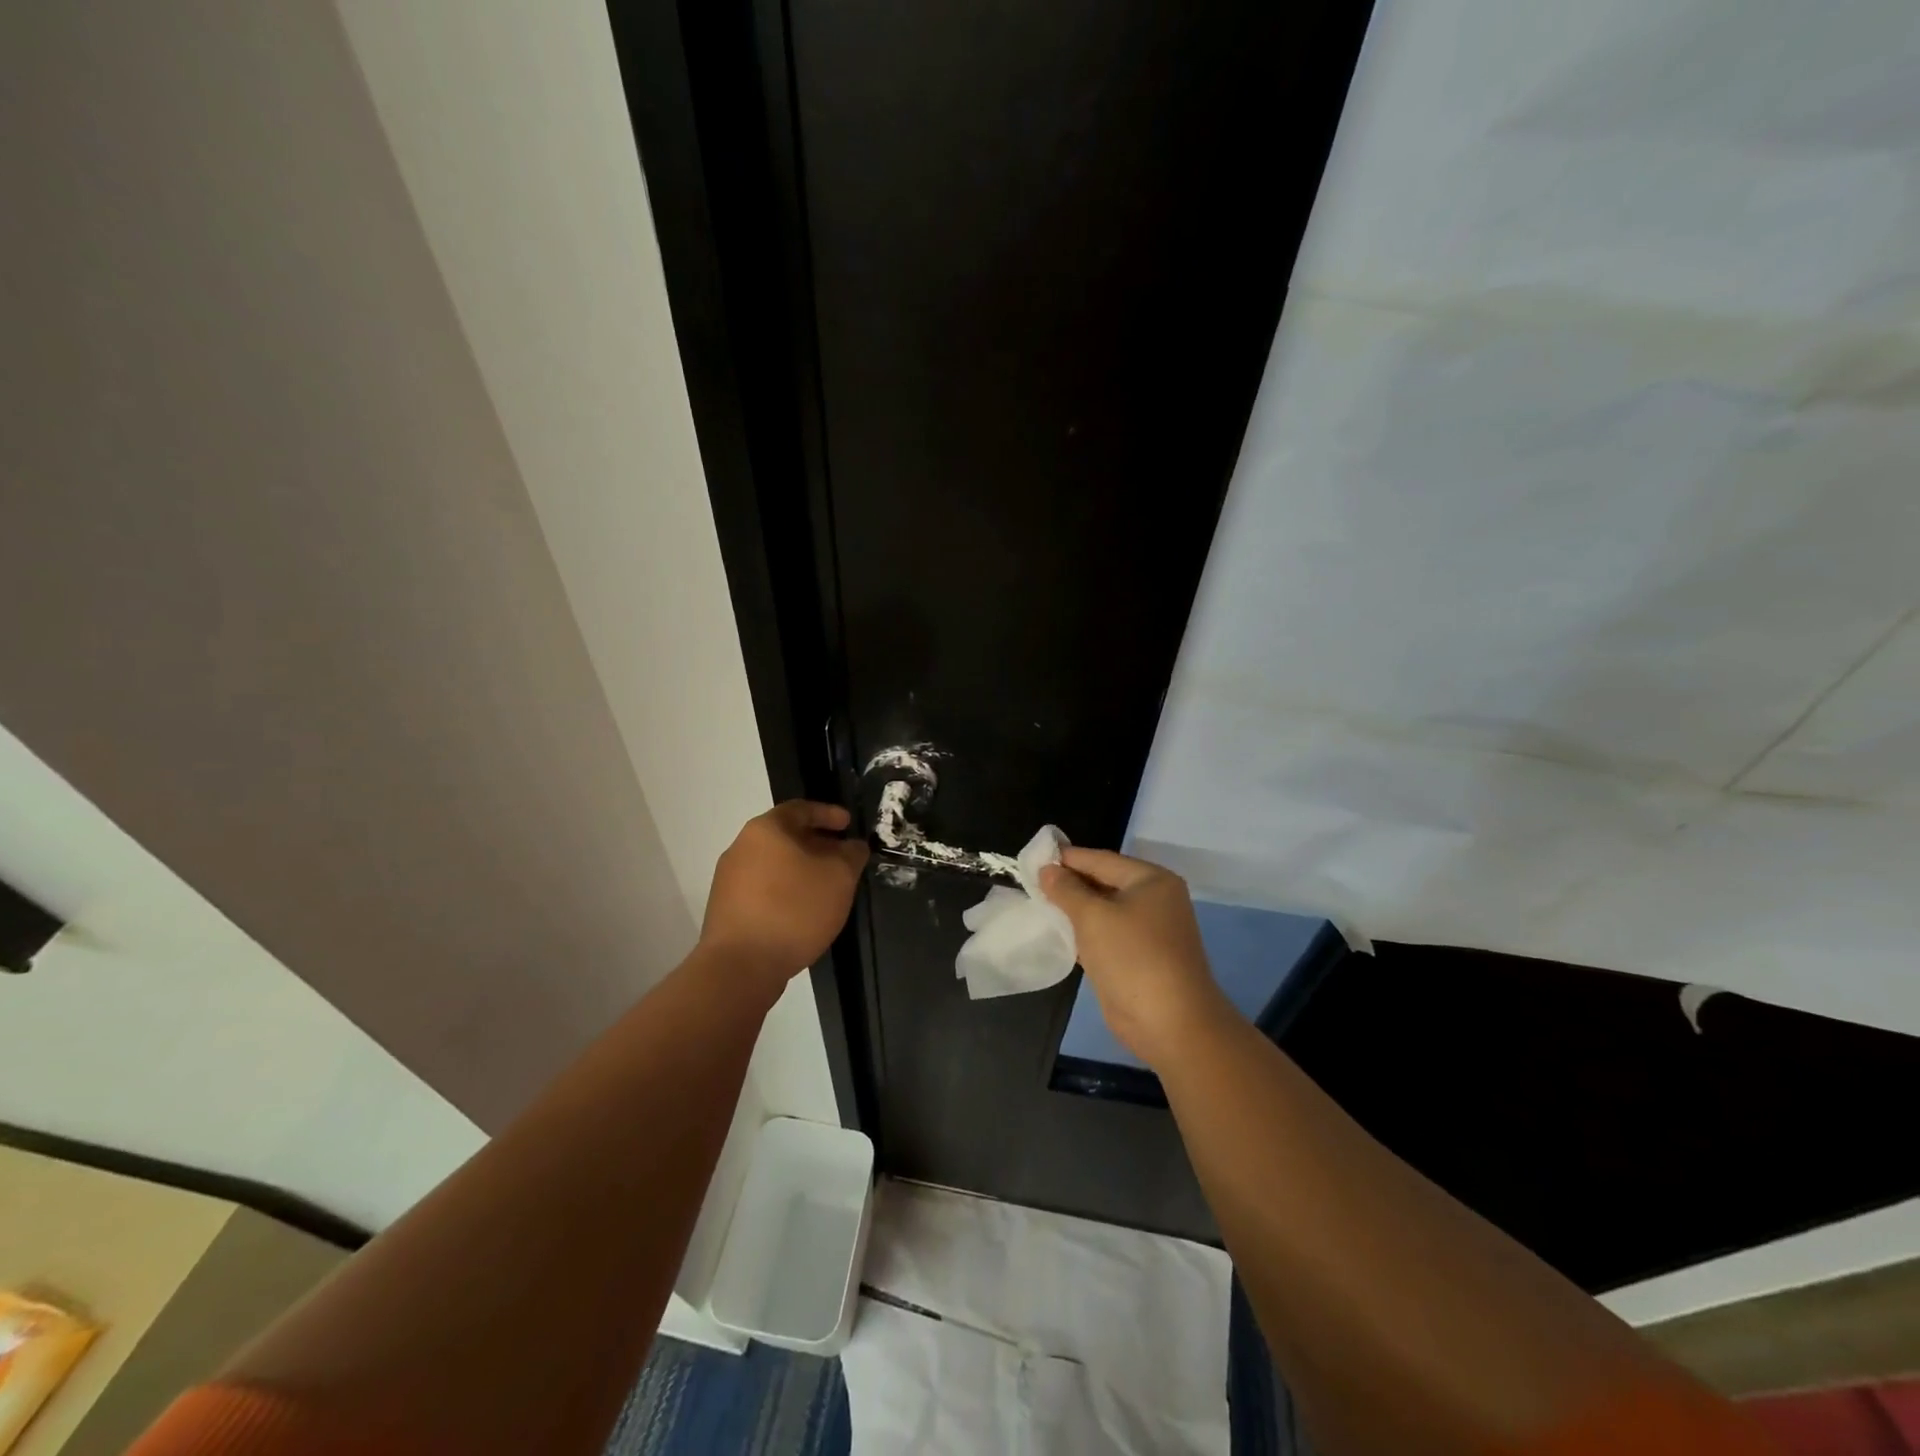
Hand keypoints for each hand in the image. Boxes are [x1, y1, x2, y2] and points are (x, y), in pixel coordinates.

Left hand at [701, 801, 869, 985]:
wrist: (740, 966)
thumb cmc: (794, 909)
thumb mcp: (839, 877)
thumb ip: (851, 854)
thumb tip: (852, 846)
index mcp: (766, 829)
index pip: (801, 809)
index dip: (828, 814)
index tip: (848, 824)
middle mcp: (741, 847)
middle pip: (785, 836)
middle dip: (817, 844)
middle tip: (842, 858)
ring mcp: (729, 879)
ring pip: (774, 864)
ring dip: (801, 870)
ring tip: (826, 887)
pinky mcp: (726, 908)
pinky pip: (763, 888)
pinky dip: (785, 890)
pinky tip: (803, 911)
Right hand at [1040, 848, 1234, 1069]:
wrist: (1170, 1023)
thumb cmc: (1133, 958)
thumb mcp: (1093, 917)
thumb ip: (1067, 890)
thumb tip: (1047, 869)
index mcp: (1151, 880)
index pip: (1101, 860)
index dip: (1067, 858)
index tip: (1034, 856)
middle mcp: (1153, 900)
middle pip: (1103, 883)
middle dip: (1069, 883)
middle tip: (1030, 880)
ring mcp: (1147, 931)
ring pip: (1102, 911)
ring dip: (1073, 909)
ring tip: (1036, 902)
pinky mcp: (1137, 957)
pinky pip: (1105, 935)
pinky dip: (1083, 932)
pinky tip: (1056, 931)